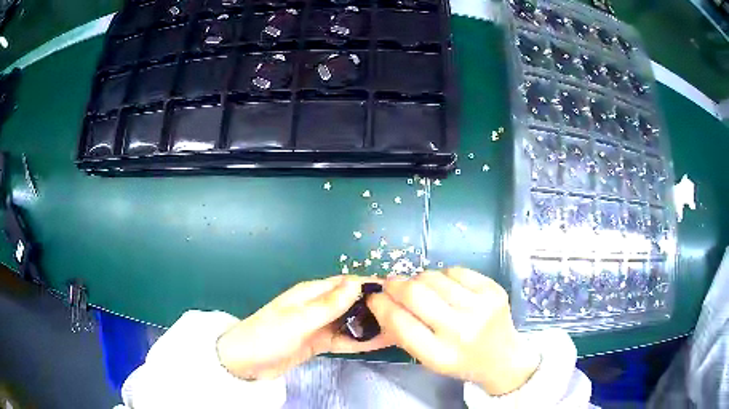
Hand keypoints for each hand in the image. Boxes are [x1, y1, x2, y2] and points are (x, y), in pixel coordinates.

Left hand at [216, 275, 393, 379]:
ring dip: (371, 324)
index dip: (371, 285)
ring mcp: (319, 325)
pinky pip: (344, 338)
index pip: (346, 283)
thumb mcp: (298, 320)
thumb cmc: (267, 336)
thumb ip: (328, 305)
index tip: (398, 291)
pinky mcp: (319, 342)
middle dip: (375, 306)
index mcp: (311, 293)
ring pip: (351, 321)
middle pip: (352, 302)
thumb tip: (357, 283)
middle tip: (405, 314)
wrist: (245, 363)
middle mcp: (318, 306)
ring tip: (401, 328)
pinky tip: (381, 342)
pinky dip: (361, 340)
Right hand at [367, 267, 539, 395]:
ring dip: (419, 279)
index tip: (374, 297)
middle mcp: (461, 331)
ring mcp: (481, 307)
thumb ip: (404, 333)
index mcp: (440, 356)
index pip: (400, 323)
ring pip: (434, 277)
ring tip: (420, 287)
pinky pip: (456, 271)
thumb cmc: (460, 362)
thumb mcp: (428, 360)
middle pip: (416, 294)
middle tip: (390, 284)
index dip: (381, 305)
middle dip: (395, 284)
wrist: (502, 359)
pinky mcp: (494, 290)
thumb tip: (380, 300)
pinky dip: (443, 276)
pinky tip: (445, 286)